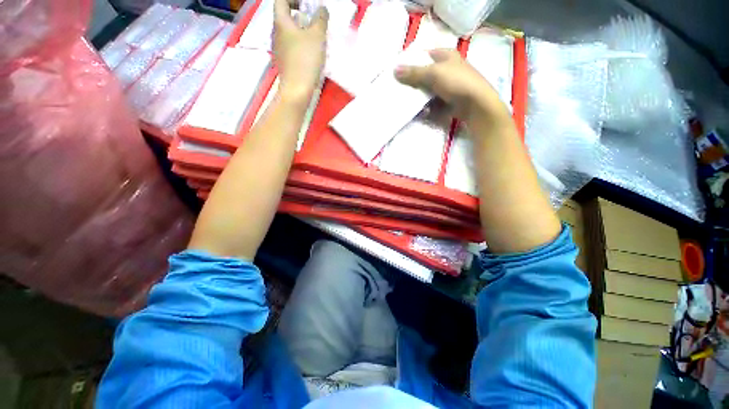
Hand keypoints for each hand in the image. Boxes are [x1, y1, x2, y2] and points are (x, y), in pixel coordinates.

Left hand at [273, 0, 327, 101]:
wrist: (297, 89)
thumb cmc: (306, 59)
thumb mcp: (317, 36)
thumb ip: (321, 19)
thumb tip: (322, 9)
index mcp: (281, 22)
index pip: (281, 1)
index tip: (307, 4)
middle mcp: (276, 33)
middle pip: (285, 17)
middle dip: (299, 15)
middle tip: (314, 20)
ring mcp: (278, 49)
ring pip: (288, 33)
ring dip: (301, 31)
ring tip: (315, 38)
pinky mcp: (284, 62)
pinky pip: (290, 47)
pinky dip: (299, 44)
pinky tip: (310, 53)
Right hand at [394, 49, 509, 123]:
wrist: (476, 104)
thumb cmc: (456, 82)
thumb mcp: (433, 74)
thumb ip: (414, 73)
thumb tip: (394, 70)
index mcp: (446, 56)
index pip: (425, 55)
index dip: (412, 62)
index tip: (400, 71)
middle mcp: (447, 69)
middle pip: (425, 75)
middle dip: (414, 83)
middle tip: (401, 89)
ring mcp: (448, 86)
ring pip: (428, 91)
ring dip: (420, 98)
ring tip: (410, 103)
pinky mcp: (449, 100)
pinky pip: (433, 103)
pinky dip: (428, 108)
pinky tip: (423, 112)